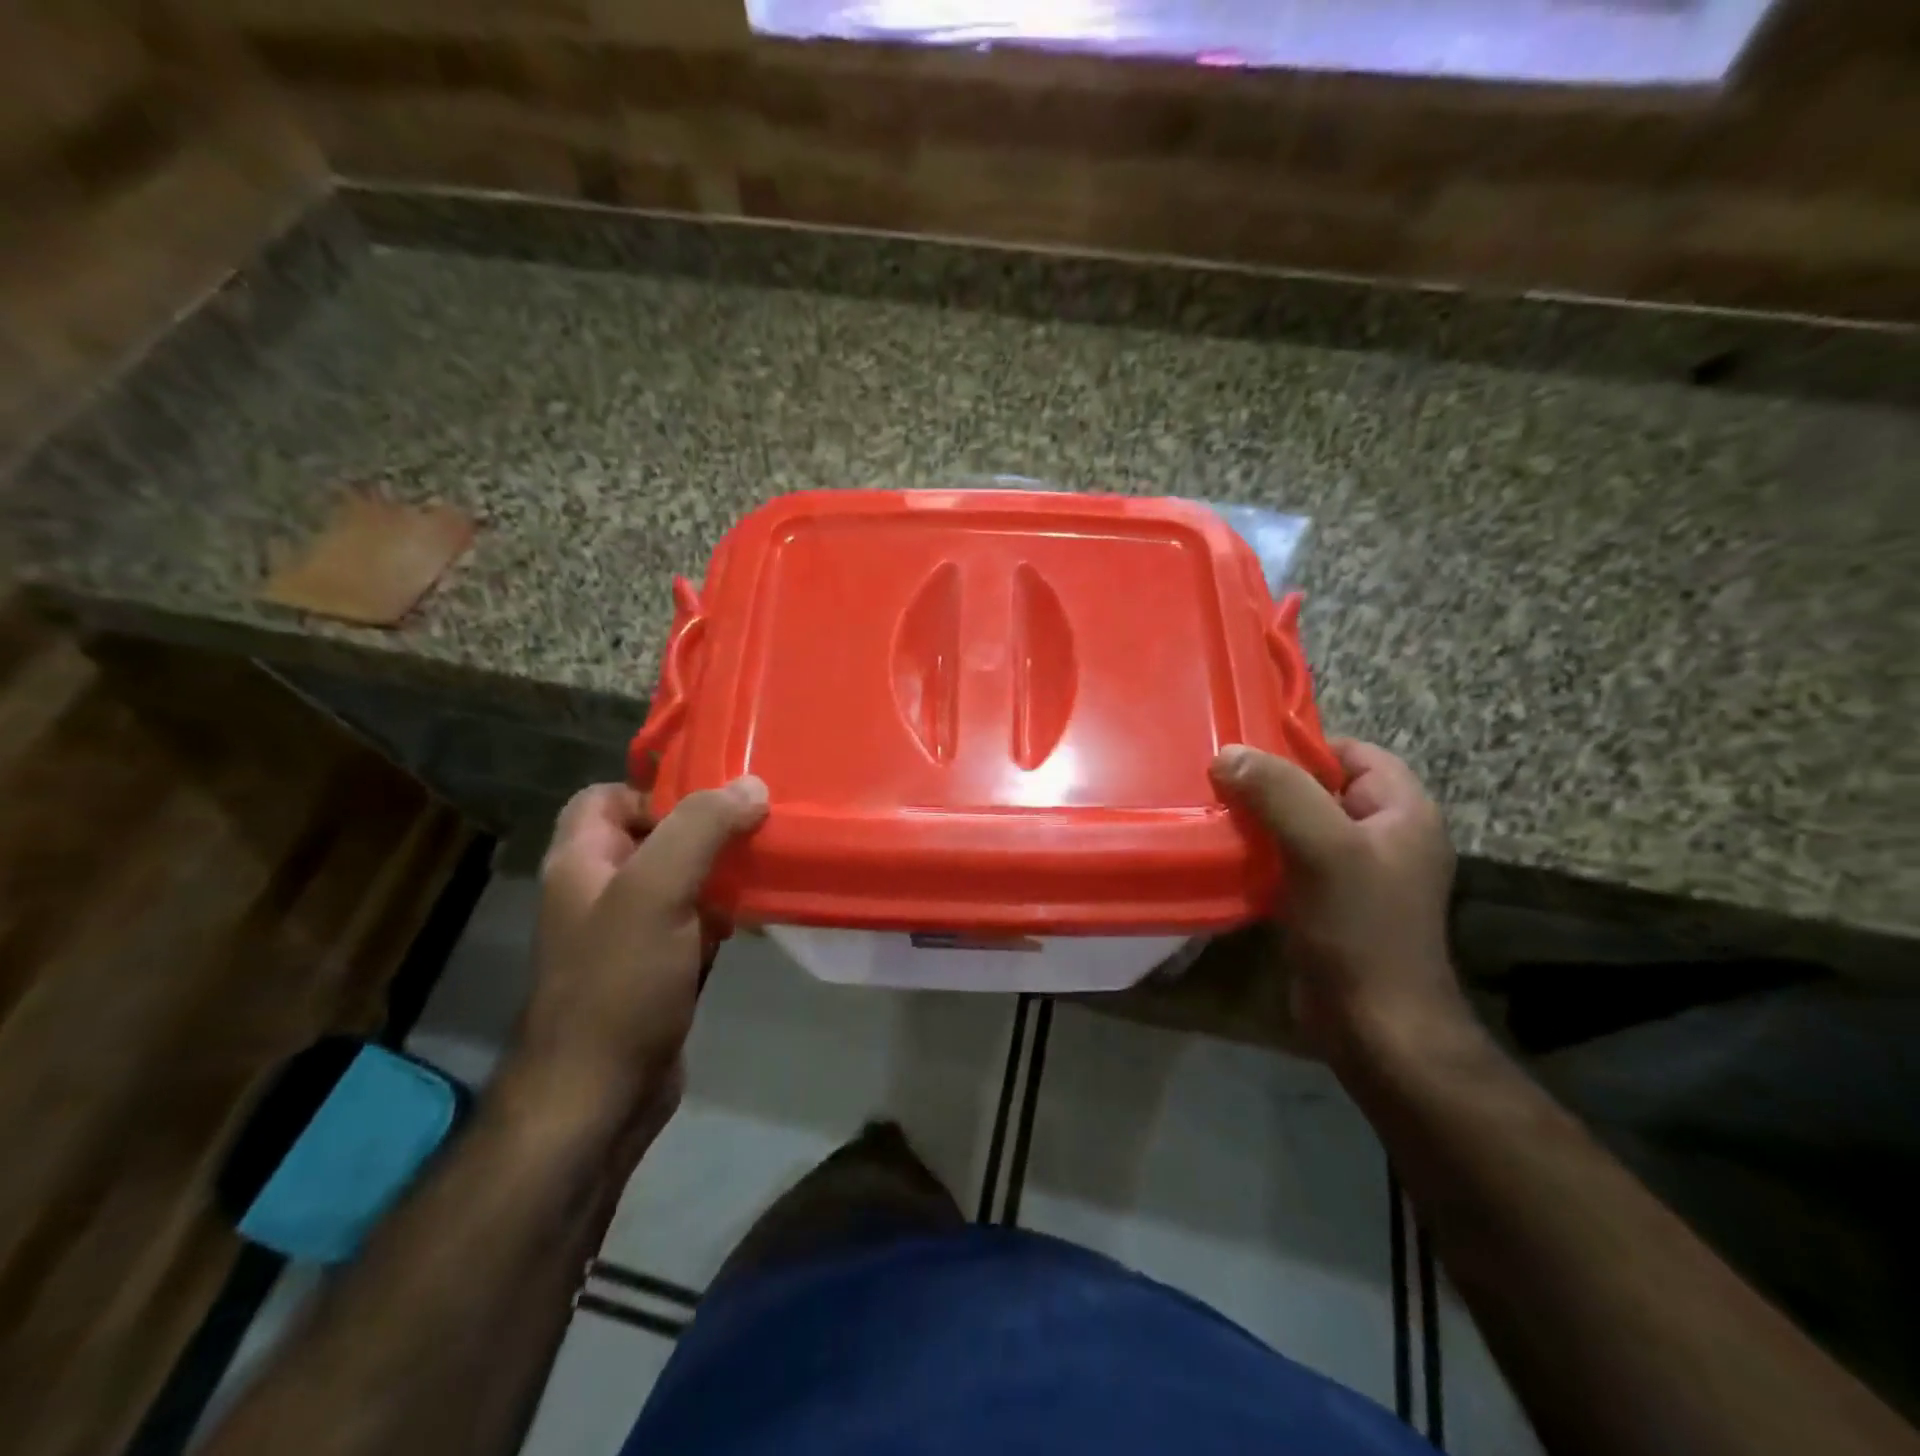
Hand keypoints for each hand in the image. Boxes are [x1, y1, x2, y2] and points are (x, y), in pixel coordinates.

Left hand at [506, 777, 768, 1143]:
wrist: (600, 1096)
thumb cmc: (619, 983)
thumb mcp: (657, 891)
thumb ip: (700, 828)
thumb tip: (751, 785)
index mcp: (581, 861)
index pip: (606, 796)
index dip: (655, 790)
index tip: (713, 800)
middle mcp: (600, 890)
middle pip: (652, 836)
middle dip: (703, 827)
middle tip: (757, 823)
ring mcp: (628, 932)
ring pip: (679, 879)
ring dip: (719, 869)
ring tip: (768, 859)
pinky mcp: (656, 967)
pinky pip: (693, 920)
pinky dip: (722, 911)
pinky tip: (756, 913)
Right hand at [1211, 739, 1472, 1066]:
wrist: (1374, 1029)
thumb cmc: (1360, 930)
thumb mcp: (1323, 849)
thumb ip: (1279, 793)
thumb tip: (1228, 754)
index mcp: (1404, 812)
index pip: (1354, 754)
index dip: (1304, 748)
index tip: (1248, 753)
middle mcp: (1384, 837)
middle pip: (1321, 789)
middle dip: (1271, 784)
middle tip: (1218, 782)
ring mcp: (1356, 874)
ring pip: (1300, 826)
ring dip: (1259, 821)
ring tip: (1212, 814)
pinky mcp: (1328, 905)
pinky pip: (1289, 862)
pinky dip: (1260, 856)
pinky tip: (1226, 858)